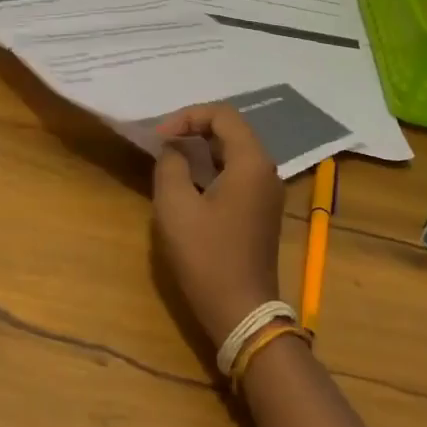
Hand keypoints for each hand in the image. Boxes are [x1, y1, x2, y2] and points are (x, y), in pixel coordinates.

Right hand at [151, 103, 286, 350]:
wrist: (241, 311)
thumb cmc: (207, 256)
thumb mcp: (175, 206)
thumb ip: (171, 165)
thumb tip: (173, 149)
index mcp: (251, 162)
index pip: (222, 115)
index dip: (187, 116)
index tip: (159, 136)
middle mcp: (266, 170)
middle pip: (231, 130)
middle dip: (194, 129)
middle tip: (162, 142)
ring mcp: (267, 191)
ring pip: (234, 151)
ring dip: (202, 148)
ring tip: (170, 158)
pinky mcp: (261, 209)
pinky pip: (237, 172)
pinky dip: (212, 167)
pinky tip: (189, 182)